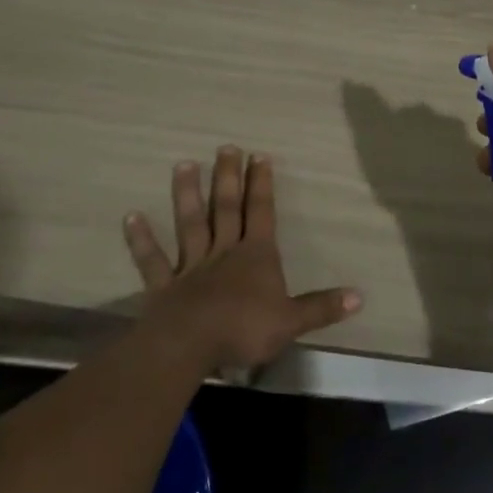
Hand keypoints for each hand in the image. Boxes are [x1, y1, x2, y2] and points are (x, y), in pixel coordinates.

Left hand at [123, 146, 361, 372]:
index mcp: (256, 256)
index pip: (262, 212)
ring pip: (190, 223)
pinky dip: (142, 239)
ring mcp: (191, 266)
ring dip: (187, 194)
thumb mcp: (291, 321)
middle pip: (227, 208)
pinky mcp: (164, 285)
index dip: (262, 185)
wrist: (191, 345)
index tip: (259, 156)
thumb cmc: (244, 329)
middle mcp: (224, 252)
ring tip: (184, 164)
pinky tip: (131, 216)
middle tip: (226, 147)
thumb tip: (360, 296)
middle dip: (229, 177)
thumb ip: (322, 307)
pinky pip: (152, 260)